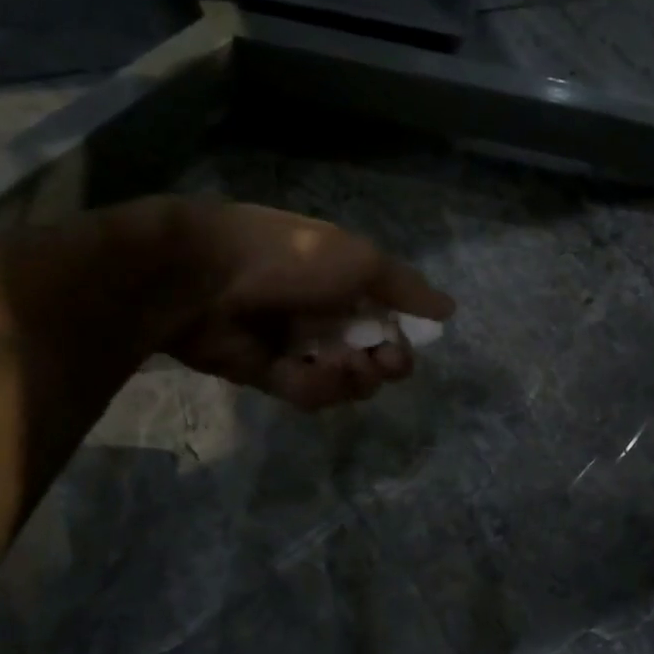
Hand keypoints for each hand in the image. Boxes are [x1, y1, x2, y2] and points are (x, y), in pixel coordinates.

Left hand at [102, 198, 455, 410]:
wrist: (203, 278)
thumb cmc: (290, 259)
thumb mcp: (360, 260)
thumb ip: (406, 289)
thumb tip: (450, 309)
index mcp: (350, 283)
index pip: (393, 320)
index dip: (406, 338)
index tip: (407, 344)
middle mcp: (330, 315)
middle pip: (376, 357)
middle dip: (386, 365)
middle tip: (381, 362)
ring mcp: (301, 347)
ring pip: (347, 381)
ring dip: (351, 378)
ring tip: (336, 363)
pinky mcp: (273, 376)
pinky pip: (310, 393)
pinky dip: (314, 387)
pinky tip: (305, 372)